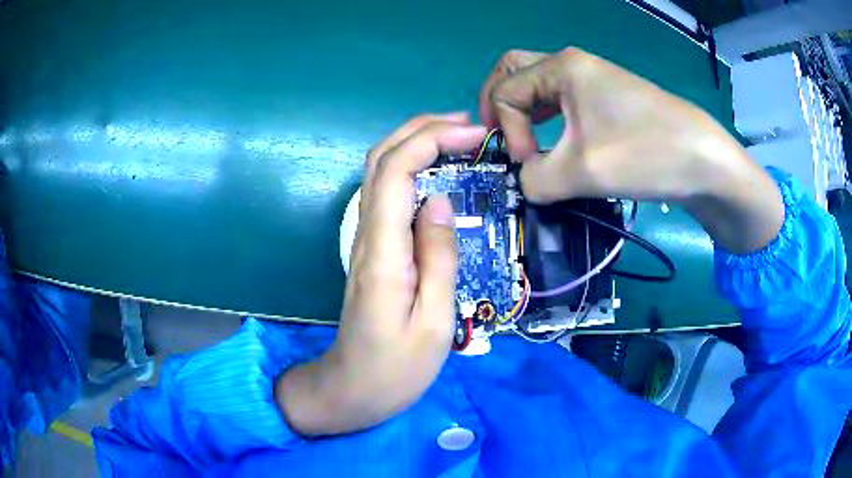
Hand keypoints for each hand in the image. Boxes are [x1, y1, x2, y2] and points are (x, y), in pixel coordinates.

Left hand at [276, 114, 486, 435]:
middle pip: (381, 159)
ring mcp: (365, 240)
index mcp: (383, 252)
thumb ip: (438, 258)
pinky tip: (439, 172)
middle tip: (469, 124)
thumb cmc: (396, 369)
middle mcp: (367, 235)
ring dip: (416, 143)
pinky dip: (412, 168)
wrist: (351, 389)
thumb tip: (441, 201)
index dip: (433, 140)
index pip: (397, 170)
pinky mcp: (372, 249)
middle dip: (422, 128)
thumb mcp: (433, 322)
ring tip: (458, 137)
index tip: (475, 135)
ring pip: (381, 172)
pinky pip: (388, 194)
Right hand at [480, 47, 783, 253]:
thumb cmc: (646, 153)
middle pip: (516, 71)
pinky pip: (563, 100)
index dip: (507, 130)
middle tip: (498, 134)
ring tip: (523, 142)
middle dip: (499, 103)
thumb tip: (525, 181)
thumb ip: (536, 180)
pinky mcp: (609, 100)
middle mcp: (574, 65)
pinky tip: (555, 142)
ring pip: (540, 85)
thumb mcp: (583, 171)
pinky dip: (548, 118)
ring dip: (523, 111)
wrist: (704, 161)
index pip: (508, 92)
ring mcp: (594, 80)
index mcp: (563, 67)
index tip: (527, 163)